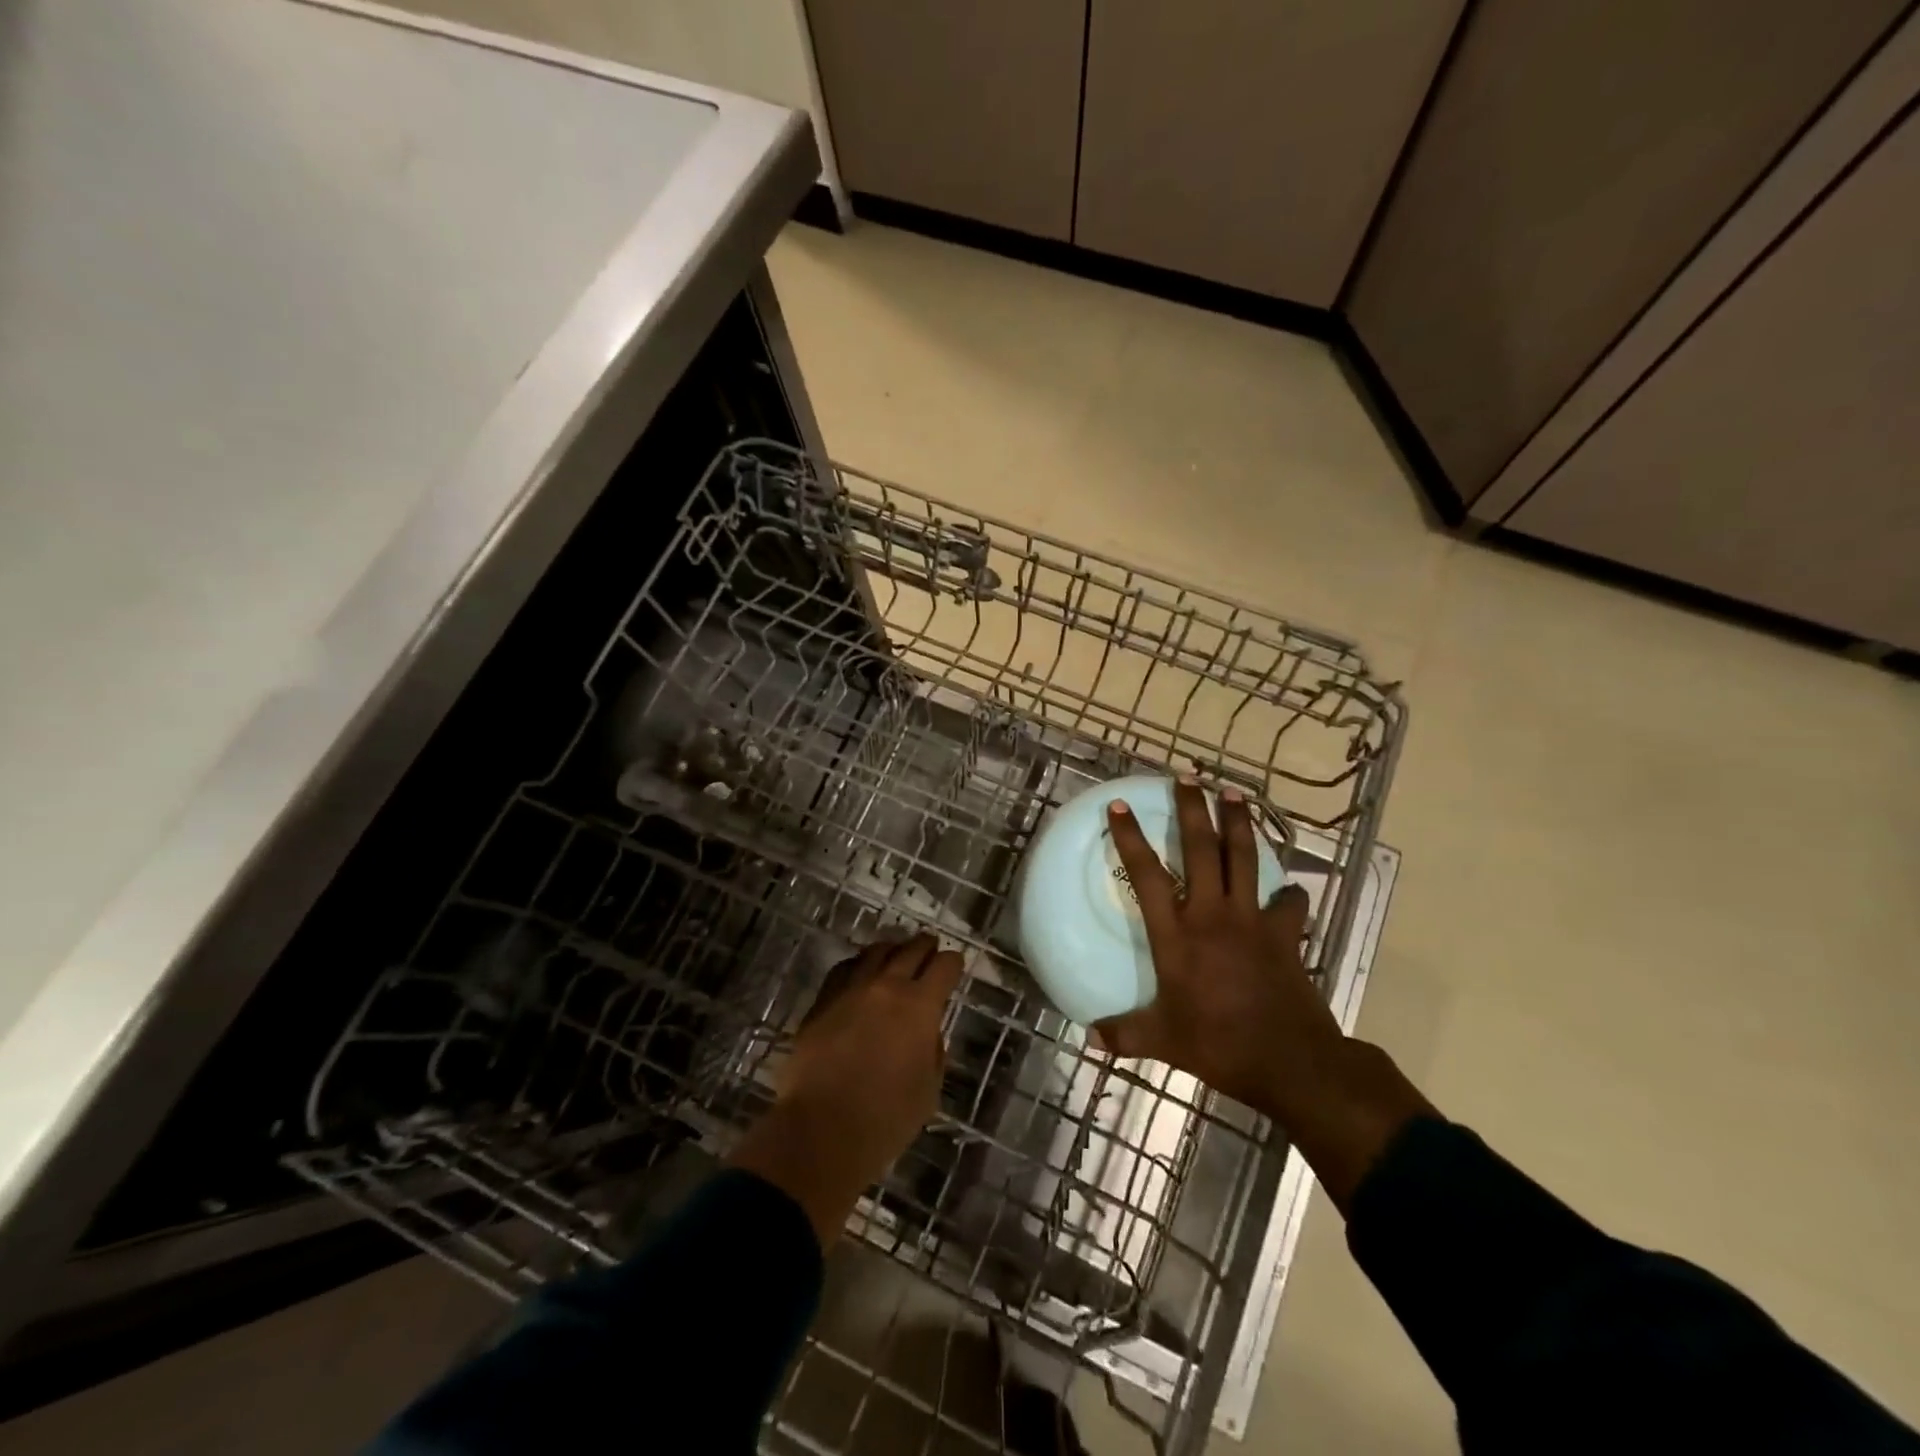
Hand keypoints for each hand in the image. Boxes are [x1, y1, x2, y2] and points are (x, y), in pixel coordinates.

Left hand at [729, 934, 961, 1245]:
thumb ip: (933, 1052)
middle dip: (926, 946)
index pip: (944, 966)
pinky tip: (860, 972)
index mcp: (920, 1005)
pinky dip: (858, 964)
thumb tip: (927, 1032)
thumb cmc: (886, 1118)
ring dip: (892, 950)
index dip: (953, 963)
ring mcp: (851, 990)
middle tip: (931, 948)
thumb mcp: (929, 1090)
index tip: (955, 965)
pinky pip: (844, 969)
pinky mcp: (822, 1001)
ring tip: (897, 954)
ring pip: (875, 953)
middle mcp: (887, 986)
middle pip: (911, 949)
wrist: (821, 1129)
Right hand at [1094, 780, 1342, 1116]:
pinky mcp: (1285, 934)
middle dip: (1193, 809)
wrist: (1288, 1060)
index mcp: (1176, 934)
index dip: (1130, 837)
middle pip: (1202, 849)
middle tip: (1188, 776)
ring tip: (1234, 792)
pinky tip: (1289, 888)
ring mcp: (1252, 920)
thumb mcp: (1162, 1041)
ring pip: (1245, 858)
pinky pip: (1289, 903)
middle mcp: (1212, 914)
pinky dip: (1289, 893)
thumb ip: (1124, 1035)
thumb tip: (1088, 1039)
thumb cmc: (1217, 1044)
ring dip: (1238, 822)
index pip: (1146, 874)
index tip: (1120, 806)